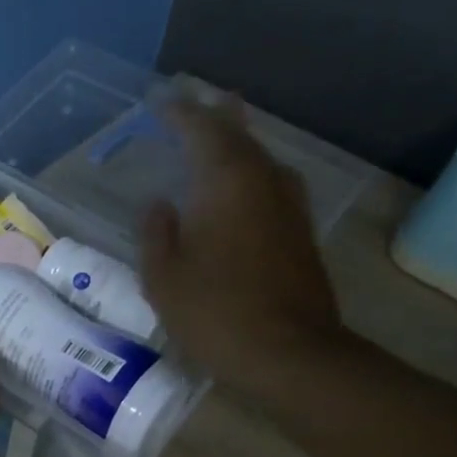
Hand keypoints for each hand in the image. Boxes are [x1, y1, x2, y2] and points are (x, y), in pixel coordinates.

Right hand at [141, 95, 348, 391]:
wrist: (290, 354)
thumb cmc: (215, 312)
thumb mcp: (163, 277)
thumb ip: (156, 233)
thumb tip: (159, 205)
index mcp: (226, 182)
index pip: (202, 130)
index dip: (180, 113)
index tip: (160, 103)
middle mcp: (264, 182)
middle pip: (240, 135)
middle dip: (215, 117)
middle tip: (195, 103)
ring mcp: (290, 207)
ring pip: (261, 159)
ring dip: (238, 144)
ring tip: (218, 137)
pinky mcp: (301, 234)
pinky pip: (271, 186)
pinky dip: (250, 175)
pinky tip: (240, 190)